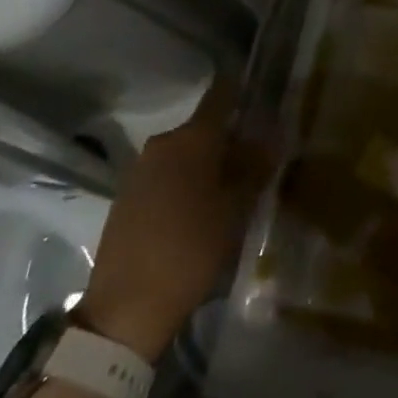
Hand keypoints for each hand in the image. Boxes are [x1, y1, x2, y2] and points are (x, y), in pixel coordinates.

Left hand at [76, 75, 272, 361]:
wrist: (126, 308)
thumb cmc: (191, 249)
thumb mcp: (236, 209)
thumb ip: (255, 169)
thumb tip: (271, 139)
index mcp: (191, 139)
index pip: (221, 95)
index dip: (243, 89)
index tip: (265, 92)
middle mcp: (162, 145)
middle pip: (206, 129)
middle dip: (234, 138)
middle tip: (263, 158)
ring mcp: (140, 171)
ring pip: (187, 153)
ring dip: (211, 163)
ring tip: (238, 186)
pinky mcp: (128, 197)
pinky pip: (168, 175)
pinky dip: (190, 182)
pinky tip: (205, 207)